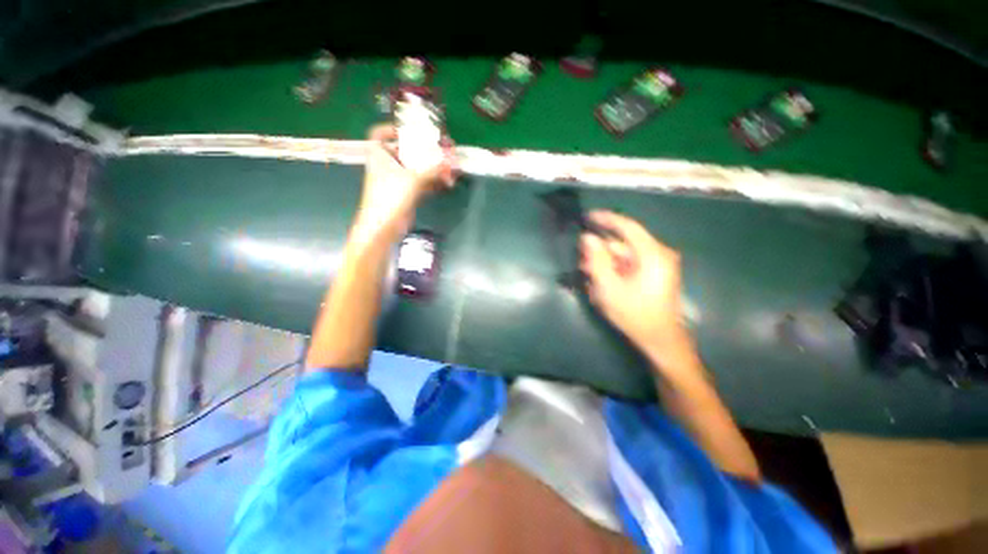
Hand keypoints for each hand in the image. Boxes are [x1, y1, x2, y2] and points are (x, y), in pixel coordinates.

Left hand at [352, 124, 454, 242]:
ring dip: (434, 168)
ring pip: (418, 168)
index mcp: (380, 154)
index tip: (411, 129)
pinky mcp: (406, 193)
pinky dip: (433, 181)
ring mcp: (397, 180)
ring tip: (452, 170)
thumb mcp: (413, 179)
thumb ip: (433, 168)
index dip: (392, 128)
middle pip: (407, 150)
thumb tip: (451, 158)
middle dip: (427, 150)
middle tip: (446, 150)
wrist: (383, 227)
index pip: (380, 133)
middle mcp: (387, 164)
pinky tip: (447, 182)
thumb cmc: (391, 197)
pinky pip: (422, 182)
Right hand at [580, 211, 694, 370]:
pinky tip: (604, 284)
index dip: (606, 219)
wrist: (660, 340)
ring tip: (592, 281)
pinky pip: (629, 265)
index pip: (627, 226)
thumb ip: (597, 261)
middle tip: (583, 266)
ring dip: (605, 264)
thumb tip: (587, 237)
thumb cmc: (635, 315)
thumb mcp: (610, 288)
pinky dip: (614, 271)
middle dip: (600, 252)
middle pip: (622, 244)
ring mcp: (657, 264)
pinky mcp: (654, 273)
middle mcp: (658, 254)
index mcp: (652, 255)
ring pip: (623, 255)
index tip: (586, 217)